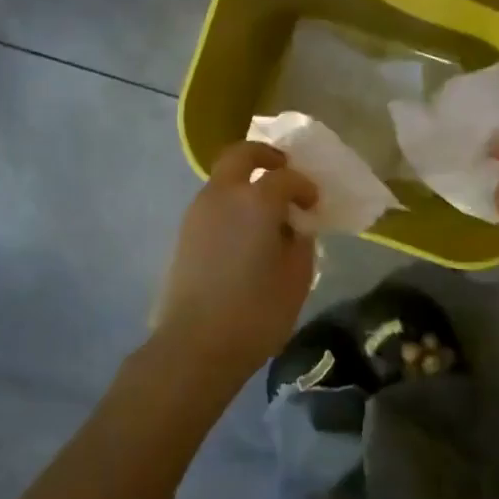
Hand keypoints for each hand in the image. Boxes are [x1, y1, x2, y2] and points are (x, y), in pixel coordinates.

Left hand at [153, 141, 319, 385]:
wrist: (194, 345)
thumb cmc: (255, 312)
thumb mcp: (296, 279)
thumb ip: (300, 243)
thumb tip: (294, 228)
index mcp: (256, 200)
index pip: (286, 177)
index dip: (304, 186)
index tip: (314, 204)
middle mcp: (224, 194)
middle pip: (241, 153)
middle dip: (265, 155)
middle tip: (283, 169)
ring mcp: (198, 211)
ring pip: (223, 178)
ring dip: (245, 181)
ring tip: (265, 209)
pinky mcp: (184, 232)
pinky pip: (213, 202)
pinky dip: (231, 203)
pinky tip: (244, 232)